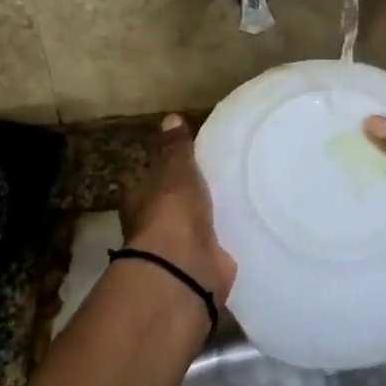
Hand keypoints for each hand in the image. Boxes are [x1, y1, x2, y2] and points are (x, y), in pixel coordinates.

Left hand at [119, 114, 237, 305]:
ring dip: (211, 221)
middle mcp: (153, 228)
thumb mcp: (175, 169)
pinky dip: (227, 241)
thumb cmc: (172, 211)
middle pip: (173, 208)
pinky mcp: (202, 268)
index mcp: (139, 201)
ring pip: (195, 229)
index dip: (167, 171)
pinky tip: (246, 227)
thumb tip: (170, 118)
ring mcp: (177, 252)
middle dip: (191, 199)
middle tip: (220, 180)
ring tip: (239, 201)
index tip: (190, 163)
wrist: (184, 268)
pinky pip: (216, 248)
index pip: (152, 181)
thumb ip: (176, 147)